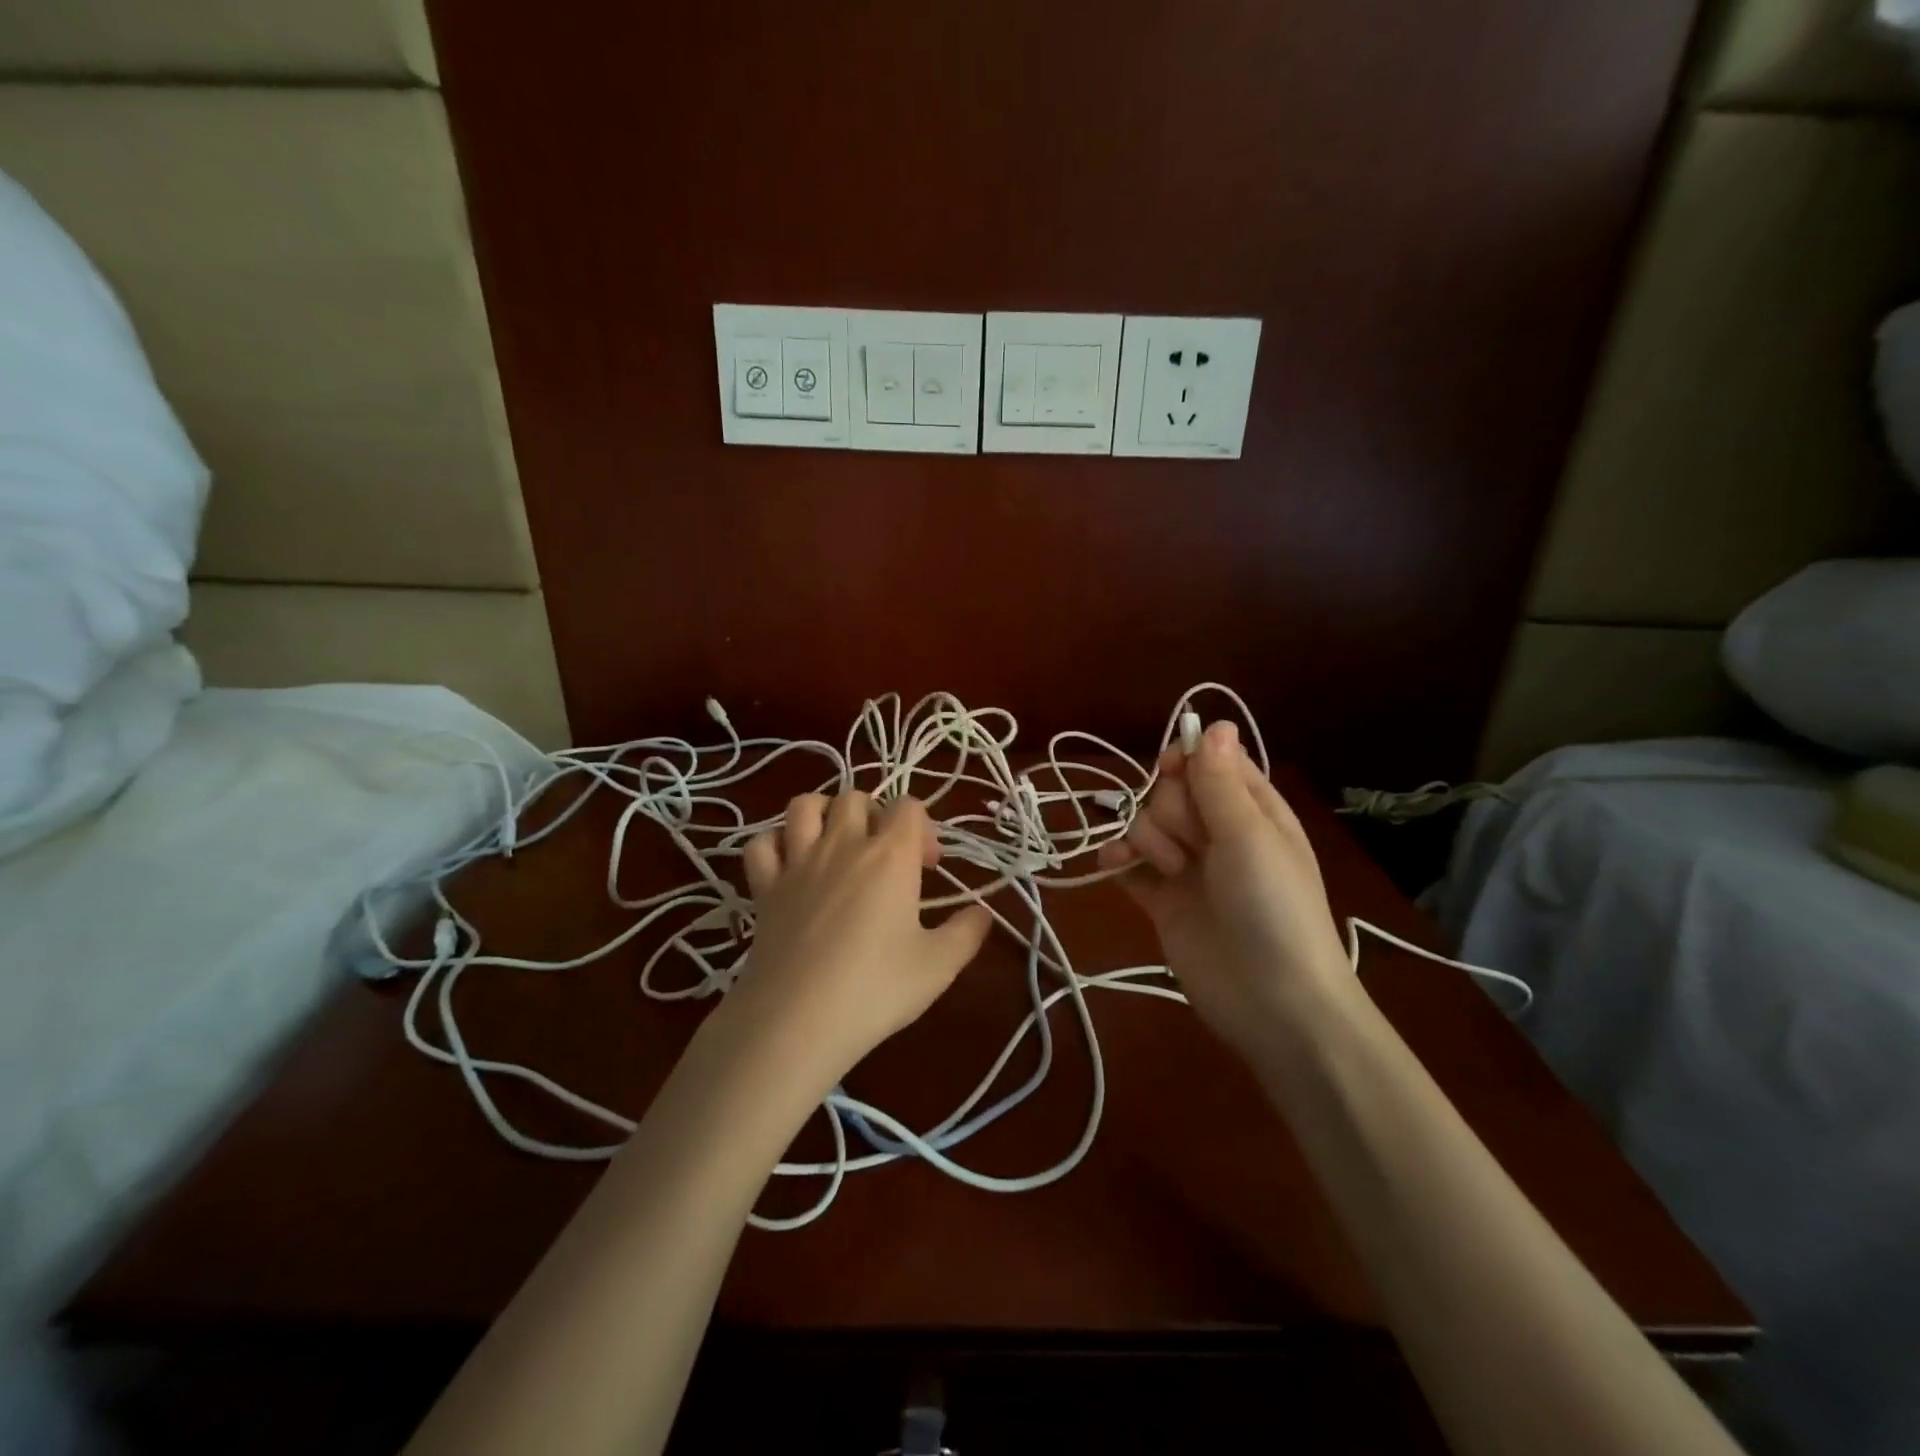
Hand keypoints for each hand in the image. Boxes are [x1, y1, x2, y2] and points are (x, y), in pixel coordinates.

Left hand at [720, 791, 992, 1093]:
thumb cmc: (875, 989)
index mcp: (890, 856)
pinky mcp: (764, 887)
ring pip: (805, 805)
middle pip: (857, 797)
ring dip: (824, 814)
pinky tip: (789, 866)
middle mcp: (843, 845)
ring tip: (837, 844)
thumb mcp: (939, 966)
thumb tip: (984, 913)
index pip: (909, 806)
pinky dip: (775, 844)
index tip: (927, 868)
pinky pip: (761, 843)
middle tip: (885, 857)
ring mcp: (797, 862)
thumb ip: (967, 932)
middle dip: (875, 816)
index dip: (924, 829)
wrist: (797, 1021)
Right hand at [1097, 722, 1353, 1055]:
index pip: (1210, 761)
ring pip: (1147, 824)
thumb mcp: (1250, 836)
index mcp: (1251, 809)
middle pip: (1171, 792)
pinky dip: (1118, 858)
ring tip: (1170, 871)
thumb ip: (1220, 781)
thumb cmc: (1272, 908)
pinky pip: (1129, 863)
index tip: (1171, 771)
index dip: (1186, 760)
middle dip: (1171, 811)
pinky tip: (1114, 864)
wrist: (1272, 1002)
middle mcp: (1218, 832)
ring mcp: (1188, 867)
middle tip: (1192, 846)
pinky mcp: (1162, 899)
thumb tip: (1216, 721)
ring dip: (1147, 839)